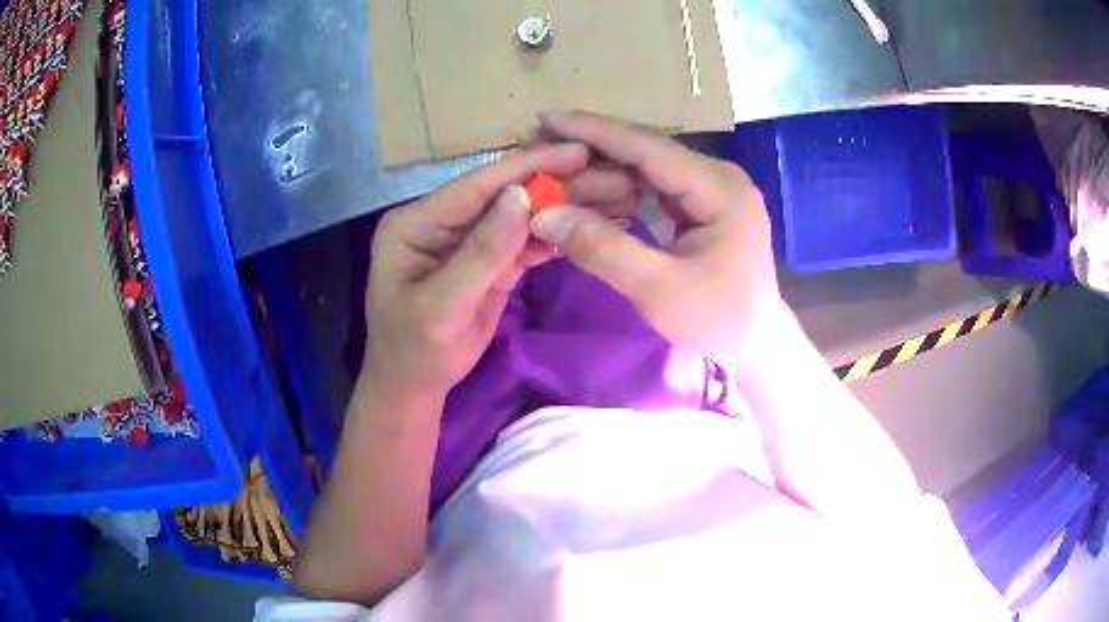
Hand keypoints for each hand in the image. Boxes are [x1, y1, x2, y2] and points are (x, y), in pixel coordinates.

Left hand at [364, 142, 595, 401]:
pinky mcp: (488, 261)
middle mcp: (441, 221)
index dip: (525, 166)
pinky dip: (552, 236)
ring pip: (518, 216)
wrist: (414, 387)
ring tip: (607, 194)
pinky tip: (585, 226)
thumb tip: (521, 197)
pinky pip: (523, 242)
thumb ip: (481, 252)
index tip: (576, 151)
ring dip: (559, 208)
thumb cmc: (415, 351)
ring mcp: (466, 240)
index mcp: (416, 222)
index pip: (476, 186)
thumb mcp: (442, 306)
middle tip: (603, 170)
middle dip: (551, 183)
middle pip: (502, 195)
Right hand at [528, 111, 784, 372]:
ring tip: (552, 171)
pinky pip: (652, 187)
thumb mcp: (658, 290)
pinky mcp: (701, 204)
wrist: (755, 343)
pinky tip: (585, 194)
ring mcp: (710, 189)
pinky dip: (617, 191)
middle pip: (645, 151)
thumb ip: (602, 249)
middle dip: (589, 148)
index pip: (648, 147)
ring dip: (599, 170)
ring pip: (645, 167)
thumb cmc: (717, 321)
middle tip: (537, 145)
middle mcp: (717, 176)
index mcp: (719, 188)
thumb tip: (543, 216)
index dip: (593, 131)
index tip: (544, 119)